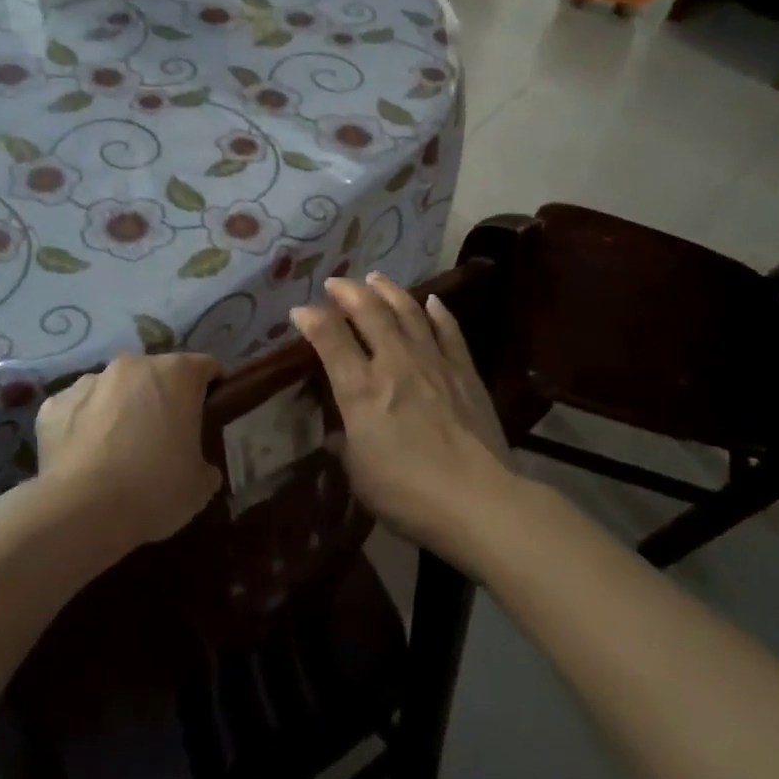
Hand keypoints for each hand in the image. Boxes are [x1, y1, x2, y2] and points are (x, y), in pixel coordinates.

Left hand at [35, 352, 222, 550]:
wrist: (83, 511)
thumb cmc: (155, 489)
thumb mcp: (200, 485)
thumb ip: (205, 465)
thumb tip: (201, 468)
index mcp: (177, 374)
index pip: (205, 368)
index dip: (211, 389)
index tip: (208, 416)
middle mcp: (132, 366)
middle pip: (155, 374)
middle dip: (161, 397)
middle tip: (163, 437)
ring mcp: (88, 381)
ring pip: (113, 389)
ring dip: (120, 408)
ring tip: (118, 449)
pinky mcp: (54, 404)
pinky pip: (77, 410)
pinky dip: (84, 425)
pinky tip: (85, 458)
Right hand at [292, 274, 512, 559]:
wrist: (478, 500)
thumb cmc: (407, 495)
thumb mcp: (359, 474)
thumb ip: (346, 445)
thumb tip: (339, 433)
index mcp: (361, 391)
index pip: (330, 340)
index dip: (311, 319)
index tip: (300, 311)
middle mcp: (394, 365)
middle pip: (369, 313)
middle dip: (348, 292)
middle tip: (336, 282)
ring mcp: (433, 363)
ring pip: (408, 312)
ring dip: (389, 291)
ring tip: (375, 278)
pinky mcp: (464, 371)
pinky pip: (449, 330)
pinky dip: (438, 312)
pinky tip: (432, 301)